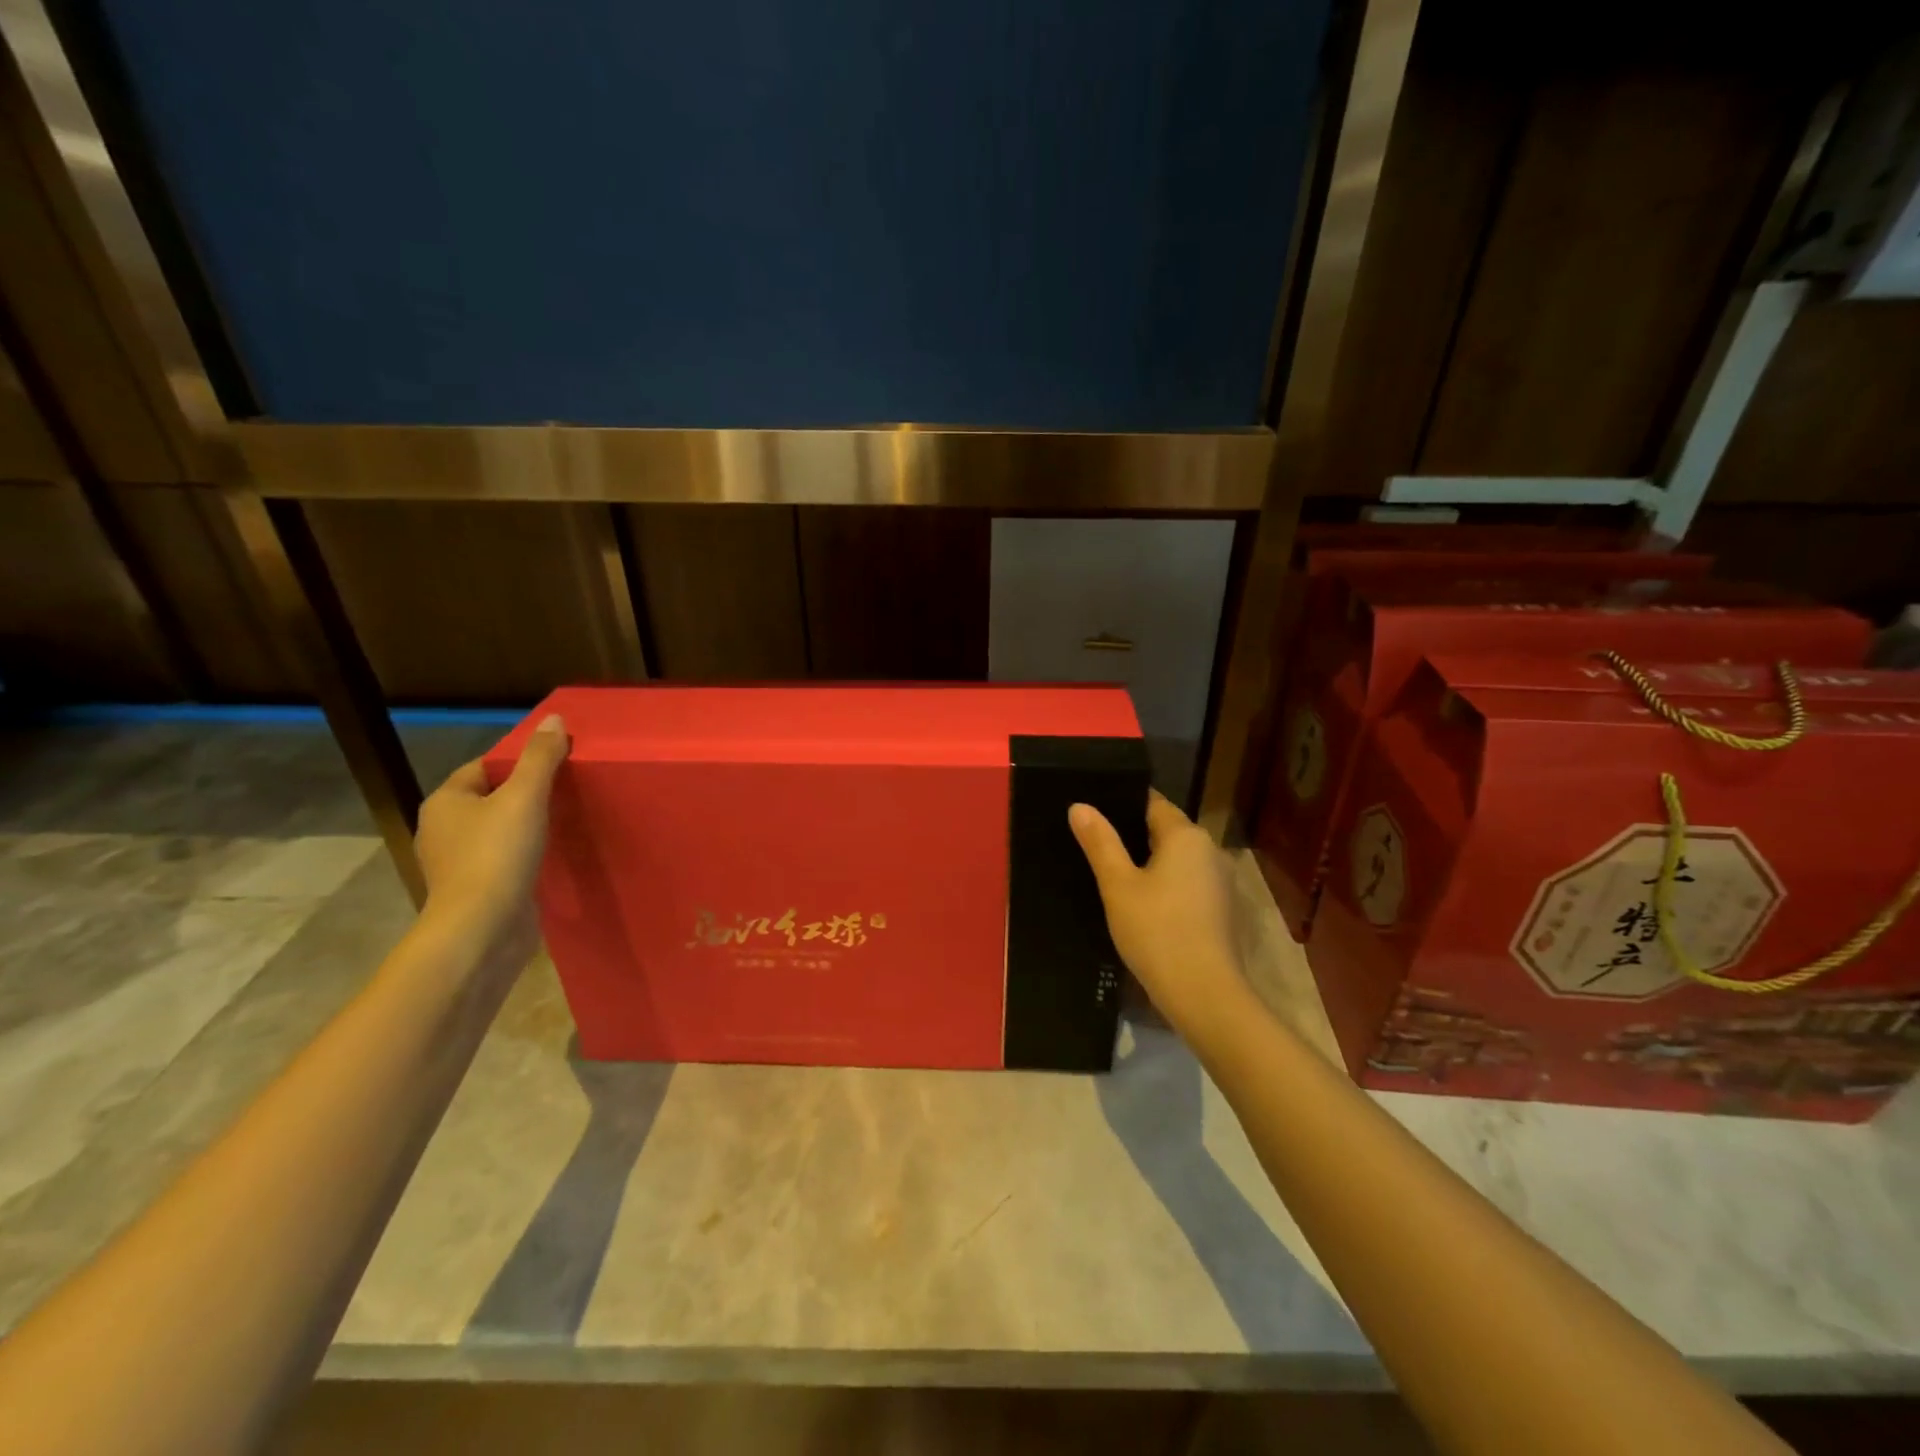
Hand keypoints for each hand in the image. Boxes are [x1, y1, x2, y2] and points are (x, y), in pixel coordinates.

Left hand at [415, 713, 569, 960]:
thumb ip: (541, 758)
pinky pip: (505, 858)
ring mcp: (458, 862)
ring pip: (499, 830)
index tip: (558, 762)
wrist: (481, 929)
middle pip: (492, 797)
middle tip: (570, 789)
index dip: (520, 760)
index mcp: (446, 801)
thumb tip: (554, 719)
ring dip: (529, 825)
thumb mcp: (525, 797)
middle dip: (527, 792)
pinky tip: (554, 854)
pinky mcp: (477, 889)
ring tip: (568, 819)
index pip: (484, 766)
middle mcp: (444, 829)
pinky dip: (527, 853)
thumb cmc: (497, 855)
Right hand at [1069, 789, 1247, 1034]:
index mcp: (1186, 836)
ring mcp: (1220, 881)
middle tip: (1094, 844)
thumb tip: (1079, 806)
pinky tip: (1141, 903)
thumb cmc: (1157, 931)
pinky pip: (1187, 882)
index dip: (1121, 803)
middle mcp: (1209, 850)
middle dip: (1133, 834)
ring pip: (1177, 859)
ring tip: (1112, 873)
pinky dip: (1165, 885)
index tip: (1093, 813)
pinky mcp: (1221, 909)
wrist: (1204, 994)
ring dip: (1149, 863)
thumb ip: (1100, 842)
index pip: (1152, 803)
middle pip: (1166, 830)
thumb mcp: (1118, 885)